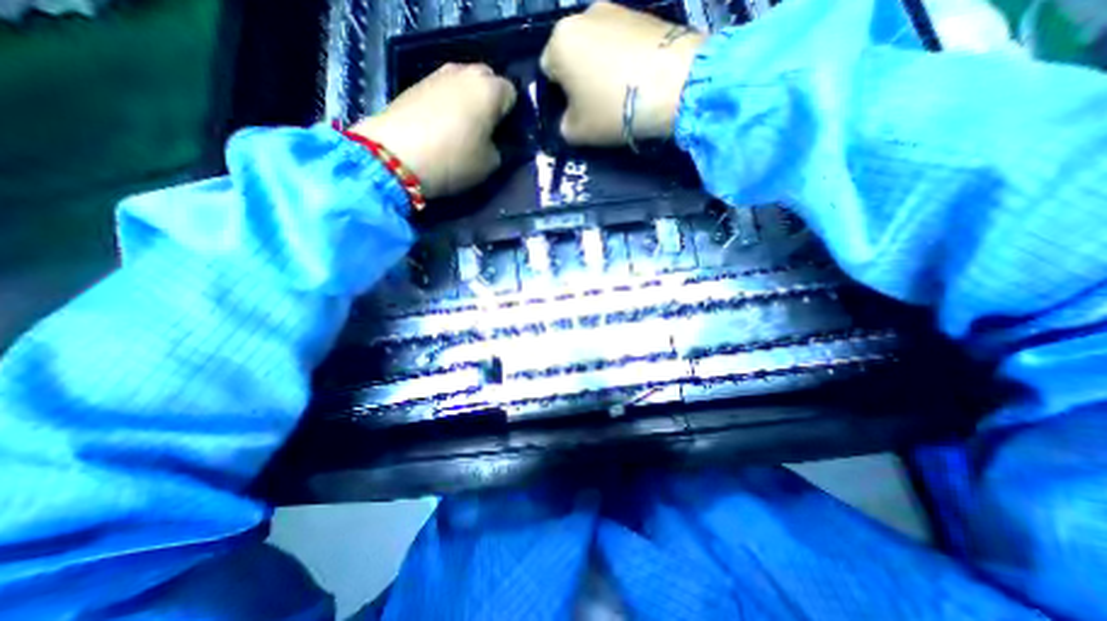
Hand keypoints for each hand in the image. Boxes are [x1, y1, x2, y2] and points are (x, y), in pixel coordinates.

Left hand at [346, 64, 516, 198]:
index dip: (512, 115)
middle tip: (488, 130)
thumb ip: (501, 148)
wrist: (396, 155)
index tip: (507, 135)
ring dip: (469, 102)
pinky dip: (449, 104)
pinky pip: (444, 90)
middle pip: (488, 81)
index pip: (512, 93)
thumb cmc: (453, 159)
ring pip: (464, 84)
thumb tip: (497, 142)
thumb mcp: (490, 164)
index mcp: (489, 89)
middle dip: (491, 102)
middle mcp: (465, 71)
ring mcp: (438, 74)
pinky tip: (443, 126)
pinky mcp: (416, 83)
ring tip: (465, 129)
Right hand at [540, 0, 702, 145]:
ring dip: (603, 68)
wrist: (674, 85)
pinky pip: (623, 42)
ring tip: (621, 92)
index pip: (547, 71)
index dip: (559, 95)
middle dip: (580, 78)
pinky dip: (625, 59)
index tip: (576, 112)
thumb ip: (564, 125)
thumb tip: (570, 117)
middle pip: (573, 54)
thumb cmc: (613, 110)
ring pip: (599, 46)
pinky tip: (638, 80)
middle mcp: (583, 14)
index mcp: (559, 41)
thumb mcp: (577, 133)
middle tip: (597, 104)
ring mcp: (617, 8)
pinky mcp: (645, 12)